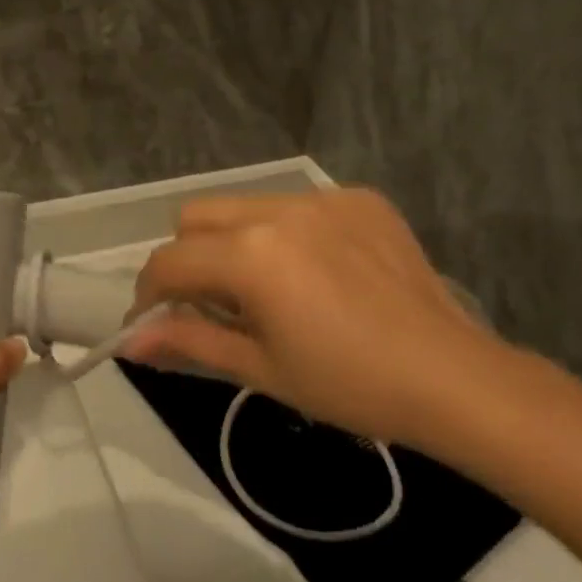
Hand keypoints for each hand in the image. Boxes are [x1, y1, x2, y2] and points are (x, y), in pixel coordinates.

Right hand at [124, 189, 516, 454]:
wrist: (452, 377)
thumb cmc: (348, 384)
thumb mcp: (260, 367)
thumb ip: (189, 341)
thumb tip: (130, 343)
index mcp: (250, 254)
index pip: (169, 261)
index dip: (148, 294)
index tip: (151, 325)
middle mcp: (279, 209)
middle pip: (196, 216)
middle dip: (186, 258)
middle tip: (209, 305)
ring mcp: (323, 198)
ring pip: (245, 206)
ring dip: (234, 242)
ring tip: (266, 290)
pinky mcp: (359, 198)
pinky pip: (298, 206)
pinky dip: (287, 234)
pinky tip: (317, 273)